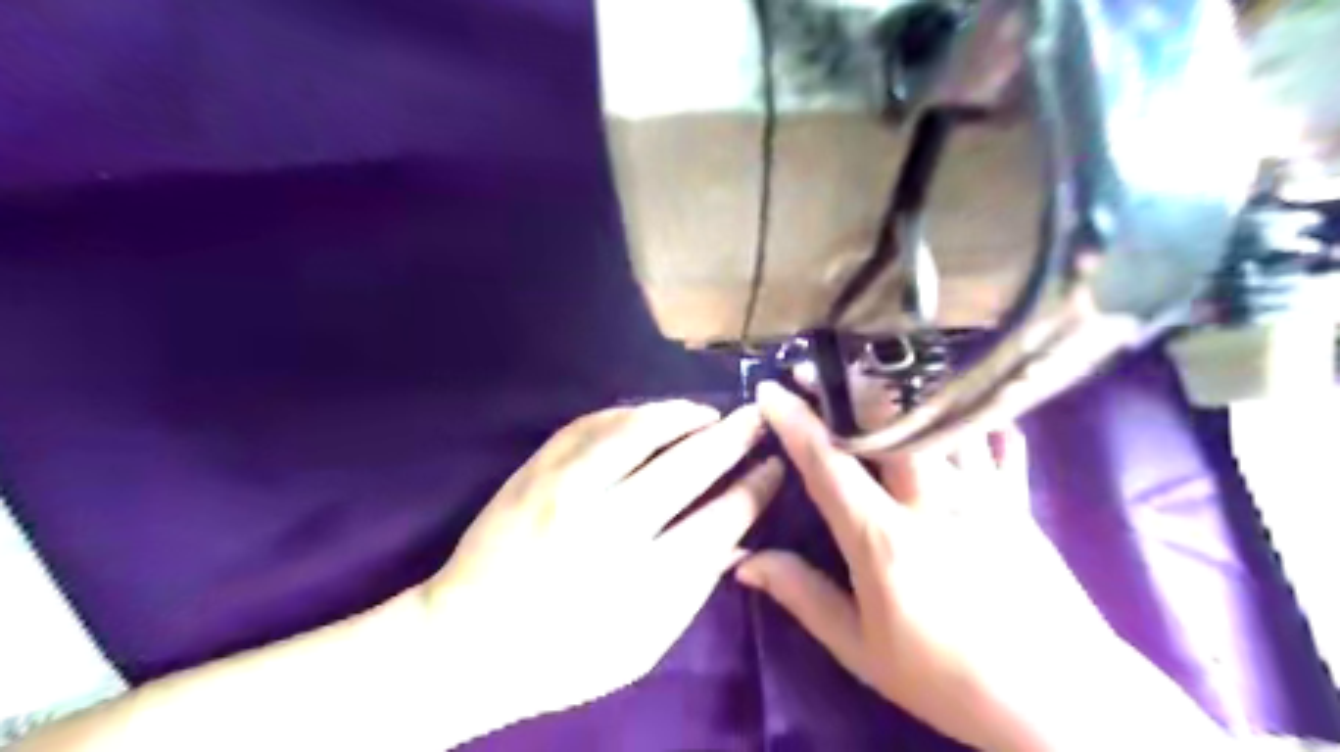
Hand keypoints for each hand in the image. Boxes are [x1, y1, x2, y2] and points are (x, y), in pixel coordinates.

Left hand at [416, 400, 774, 740]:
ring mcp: (566, 489)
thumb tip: (740, 539)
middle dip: (734, 437)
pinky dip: (630, 413)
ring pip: (640, 430)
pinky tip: (652, 415)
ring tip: (709, 412)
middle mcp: (608, 525)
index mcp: (641, 580)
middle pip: (688, 465)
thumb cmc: (562, 655)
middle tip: (759, 418)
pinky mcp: (536, 469)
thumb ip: (693, 589)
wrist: (464, 641)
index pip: (719, 518)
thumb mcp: (642, 646)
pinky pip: (591, 423)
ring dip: (684, 414)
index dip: (755, 487)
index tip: (775, 467)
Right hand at [739, 386, 1223, 747]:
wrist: (1062, 706)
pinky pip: (997, 443)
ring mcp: (982, 495)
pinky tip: (958, 412)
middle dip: (846, 386)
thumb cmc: (948, 681)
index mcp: (884, 539)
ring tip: (872, 376)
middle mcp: (932, 502)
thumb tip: (743, 561)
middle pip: (888, 421)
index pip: (828, 464)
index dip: (794, 422)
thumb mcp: (862, 650)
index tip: (768, 390)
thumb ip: (802, 596)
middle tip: (818, 371)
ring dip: (900, 391)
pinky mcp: (1018, 502)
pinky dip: (974, 421)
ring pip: (938, 419)